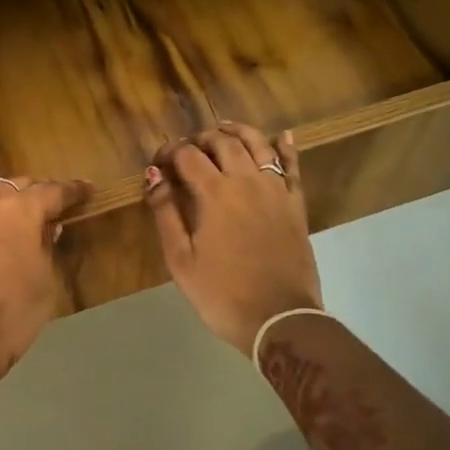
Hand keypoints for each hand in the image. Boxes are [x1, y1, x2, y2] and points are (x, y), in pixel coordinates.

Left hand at [0, 176, 91, 393]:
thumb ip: (46, 249)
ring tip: (18, 227)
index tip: (87, 190)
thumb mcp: (43, 284)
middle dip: (36, 194)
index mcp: (18, 210)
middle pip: (16, 188)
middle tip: (53, 207)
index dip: (73, 191)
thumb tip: (46, 230)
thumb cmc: (9, 315)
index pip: (52, 191)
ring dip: (5, 210)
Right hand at [147, 124, 321, 355]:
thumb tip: (154, 175)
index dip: (169, 151)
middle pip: (223, 142)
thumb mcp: (181, 259)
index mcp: (215, 193)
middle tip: (187, 149)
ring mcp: (276, 191)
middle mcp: (247, 181)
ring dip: (238, 132)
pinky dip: (285, 148)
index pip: (187, 155)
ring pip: (258, 145)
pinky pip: (292, 167)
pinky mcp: (296, 205)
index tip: (158, 162)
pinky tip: (281, 136)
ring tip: (224, 130)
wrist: (280, 319)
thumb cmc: (222, 294)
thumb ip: (166, 213)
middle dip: (200, 138)